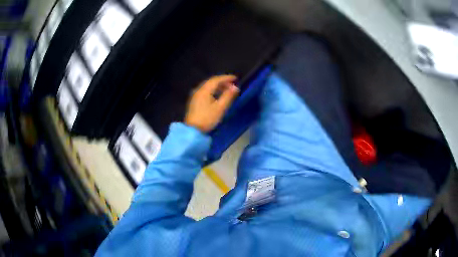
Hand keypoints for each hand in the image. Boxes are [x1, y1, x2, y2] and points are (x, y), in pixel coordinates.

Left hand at [185, 75, 239, 132]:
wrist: (193, 130)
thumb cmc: (207, 118)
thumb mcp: (220, 108)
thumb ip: (228, 96)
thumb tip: (235, 87)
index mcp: (204, 90)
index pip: (216, 79)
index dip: (226, 78)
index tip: (235, 78)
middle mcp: (198, 90)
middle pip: (211, 82)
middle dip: (222, 81)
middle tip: (232, 84)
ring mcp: (195, 96)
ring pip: (208, 87)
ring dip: (218, 86)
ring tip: (227, 90)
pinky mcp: (195, 101)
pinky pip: (205, 91)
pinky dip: (213, 91)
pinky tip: (218, 95)